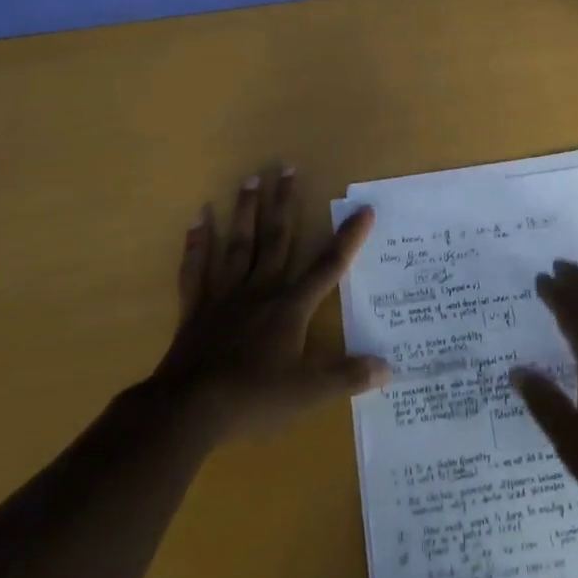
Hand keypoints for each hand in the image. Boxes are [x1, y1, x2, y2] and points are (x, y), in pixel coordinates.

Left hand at [153, 168, 389, 440]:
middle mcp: (260, 290)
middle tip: (286, 167)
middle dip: (284, 203)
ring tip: (250, 178)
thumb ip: (347, 376)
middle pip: (276, 239)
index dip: (348, 238)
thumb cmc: (252, 399)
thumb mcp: (307, 394)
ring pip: (238, 244)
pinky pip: (197, 269)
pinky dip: (197, 244)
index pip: (328, 266)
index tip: (363, 208)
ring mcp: (225, 295)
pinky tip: (197, 218)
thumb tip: (389, 367)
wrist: (188, 410)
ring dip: (245, 211)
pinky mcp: (196, 308)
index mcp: (290, 307)